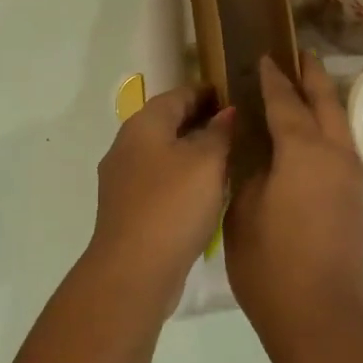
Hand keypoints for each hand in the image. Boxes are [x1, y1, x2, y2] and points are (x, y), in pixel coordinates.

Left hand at [88, 85, 234, 315]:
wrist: (134, 270)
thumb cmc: (173, 205)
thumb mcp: (206, 162)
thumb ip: (219, 132)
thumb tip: (227, 112)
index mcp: (143, 125)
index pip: (178, 94)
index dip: (207, 92)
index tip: (235, 94)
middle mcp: (127, 146)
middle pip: (167, 123)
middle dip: (200, 121)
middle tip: (238, 126)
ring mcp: (124, 180)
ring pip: (163, 153)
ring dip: (192, 151)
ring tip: (229, 157)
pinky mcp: (129, 210)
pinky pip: (160, 181)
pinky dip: (183, 177)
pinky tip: (206, 191)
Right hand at [225, 55, 362, 350]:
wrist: (320, 318)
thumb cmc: (271, 264)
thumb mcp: (242, 210)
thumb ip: (246, 169)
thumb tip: (249, 144)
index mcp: (303, 151)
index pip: (285, 102)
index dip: (272, 79)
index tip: (263, 57)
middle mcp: (334, 155)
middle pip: (326, 102)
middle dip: (311, 76)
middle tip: (298, 54)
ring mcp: (350, 178)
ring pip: (340, 124)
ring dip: (325, 100)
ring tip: (307, 86)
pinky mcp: (355, 199)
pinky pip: (342, 146)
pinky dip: (328, 127)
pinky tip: (313, 135)